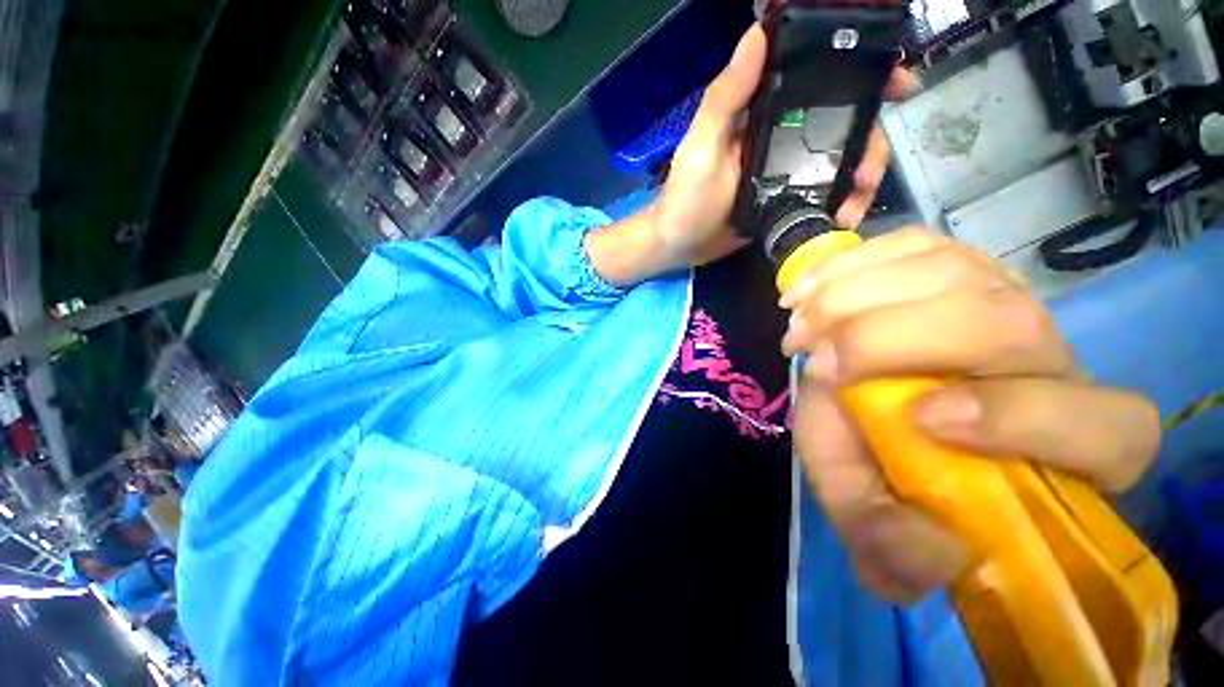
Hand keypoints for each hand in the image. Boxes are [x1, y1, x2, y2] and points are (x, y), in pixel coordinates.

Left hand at [587, 25, 916, 286]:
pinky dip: (837, 205)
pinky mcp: (784, 203)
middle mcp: (780, 139)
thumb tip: (756, 34)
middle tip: (870, 171)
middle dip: (868, 144)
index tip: (896, 84)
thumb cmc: (684, 198)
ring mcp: (785, 174)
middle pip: (840, 129)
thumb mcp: (701, 147)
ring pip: (838, 165)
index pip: (817, 84)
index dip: (861, 78)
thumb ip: (725, 99)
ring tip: (855, 203)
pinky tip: (842, 218)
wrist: (678, 246)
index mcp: (762, 117)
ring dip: (857, 180)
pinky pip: (821, 198)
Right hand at [780, 229, 1160, 601]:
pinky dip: (846, 266)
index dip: (1024, 418)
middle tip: (817, 363)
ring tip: (799, 327)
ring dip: (853, 299)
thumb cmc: (877, 459)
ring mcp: (997, 294)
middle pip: (1006, 322)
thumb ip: (891, 550)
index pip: (1104, 427)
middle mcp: (1048, 357)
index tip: (917, 418)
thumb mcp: (871, 513)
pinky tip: (805, 292)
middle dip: (890, 339)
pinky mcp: (945, 264)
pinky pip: (909, 244)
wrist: (852, 398)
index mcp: (1061, 444)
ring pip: (951, 272)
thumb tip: (938, 547)